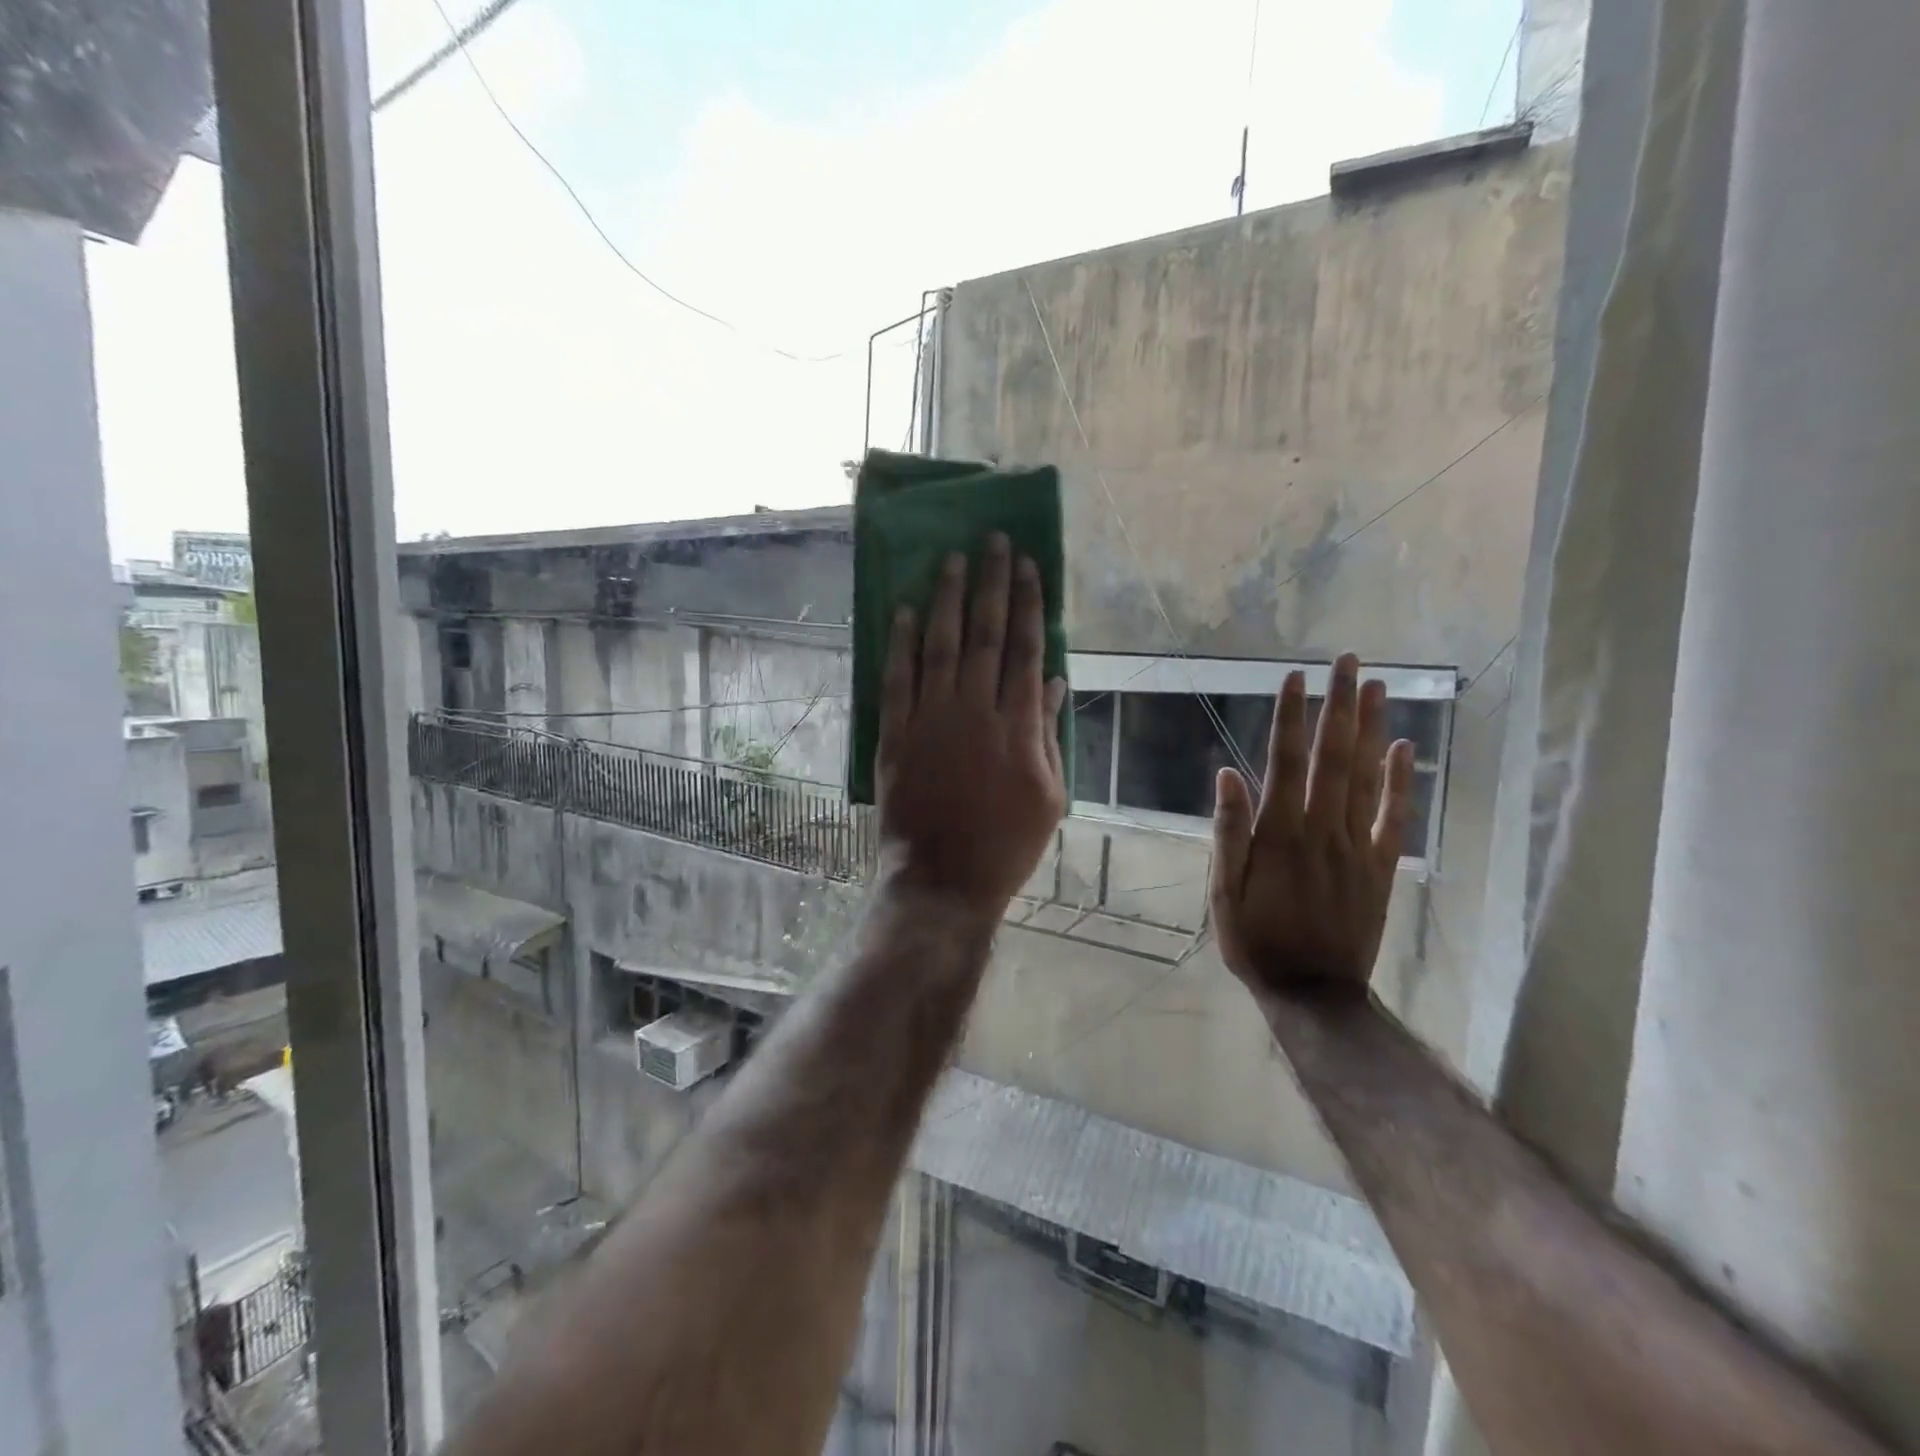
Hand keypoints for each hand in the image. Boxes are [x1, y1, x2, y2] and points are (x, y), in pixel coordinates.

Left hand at [877, 533, 1067, 911]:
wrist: (944, 879)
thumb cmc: (1006, 844)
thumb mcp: (1049, 795)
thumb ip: (1049, 735)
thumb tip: (1053, 682)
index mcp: (1018, 725)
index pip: (1025, 649)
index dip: (1027, 603)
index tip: (1027, 565)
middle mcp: (974, 711)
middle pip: (985, 634)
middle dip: (990, 583)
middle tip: (991, 541)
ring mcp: (931, 721)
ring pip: (939, 646)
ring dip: (946, 599)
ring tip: (950, 559)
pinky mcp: (895, 736)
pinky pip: (897, 680)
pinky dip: (899, 644)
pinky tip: (903, 611)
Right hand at [1209, 653, 1414, 1002]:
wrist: (1313, 993)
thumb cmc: (1256, 941)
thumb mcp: (1223, 892)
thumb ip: (1228, 832)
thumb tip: (1227, 775)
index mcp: (1279, 834)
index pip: (1287, 762)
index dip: (1292, 718)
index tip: (1296, 678)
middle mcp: (1322, 830)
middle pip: (1334, 757)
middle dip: (1340, 706)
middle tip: (1349, 662)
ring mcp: (1357, 847)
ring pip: (1367, 778)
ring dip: (1372, 729)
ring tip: (1378, 687)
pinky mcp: (1381, 868)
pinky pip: (1394, 818)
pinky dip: (1401, 781)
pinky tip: (1404, 748)